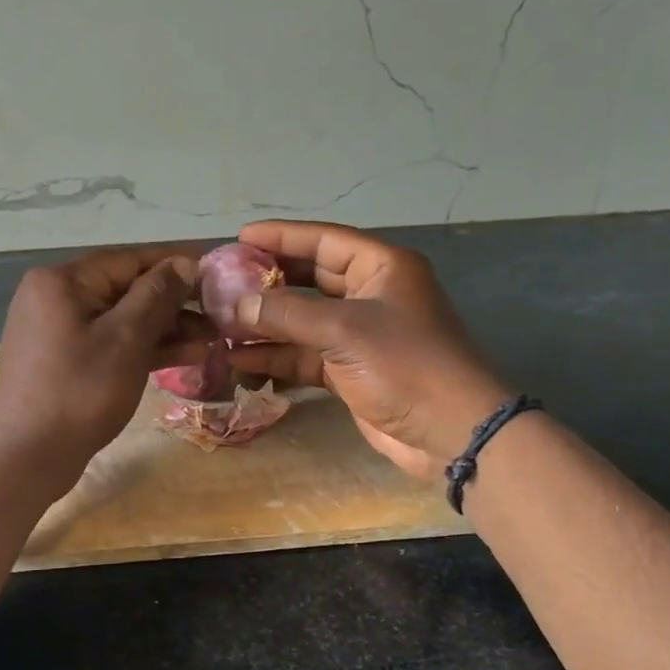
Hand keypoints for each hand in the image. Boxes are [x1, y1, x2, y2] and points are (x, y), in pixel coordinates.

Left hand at [0, 245, 212, 491]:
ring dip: (166, 329)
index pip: (130, 259)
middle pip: (126, 289)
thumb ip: (157, 295)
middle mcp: (55, 297)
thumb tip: (184, 263)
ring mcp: (59, 332)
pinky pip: (111, 343)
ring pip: (122, 320)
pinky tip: (186, 355)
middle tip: (220, 314)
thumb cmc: (80, 390)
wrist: (28, 457)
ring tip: (213, 339)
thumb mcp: (126, 338)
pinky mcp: (66, 362)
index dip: (176, 263)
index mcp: (62, 281)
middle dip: (175, 303)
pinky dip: (144, 348)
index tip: (217, 270)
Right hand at [225, 221, 509, 479]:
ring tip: (220, 322)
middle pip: (310, 279)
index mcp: (381, 268)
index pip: (324, 240)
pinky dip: (276, 356)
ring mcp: (359, 336)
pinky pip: (305, 355)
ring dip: (265, 324)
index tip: (240, 237)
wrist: (450, 432)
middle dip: (268, 282)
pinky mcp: (350, 371)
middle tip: (223, 281)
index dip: (282, 236)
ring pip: (303, 321)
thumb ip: (287, 314)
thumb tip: (236, 306)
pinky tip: (238, 358)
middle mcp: (370, 295)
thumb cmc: (405, 365)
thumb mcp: (344, 331)